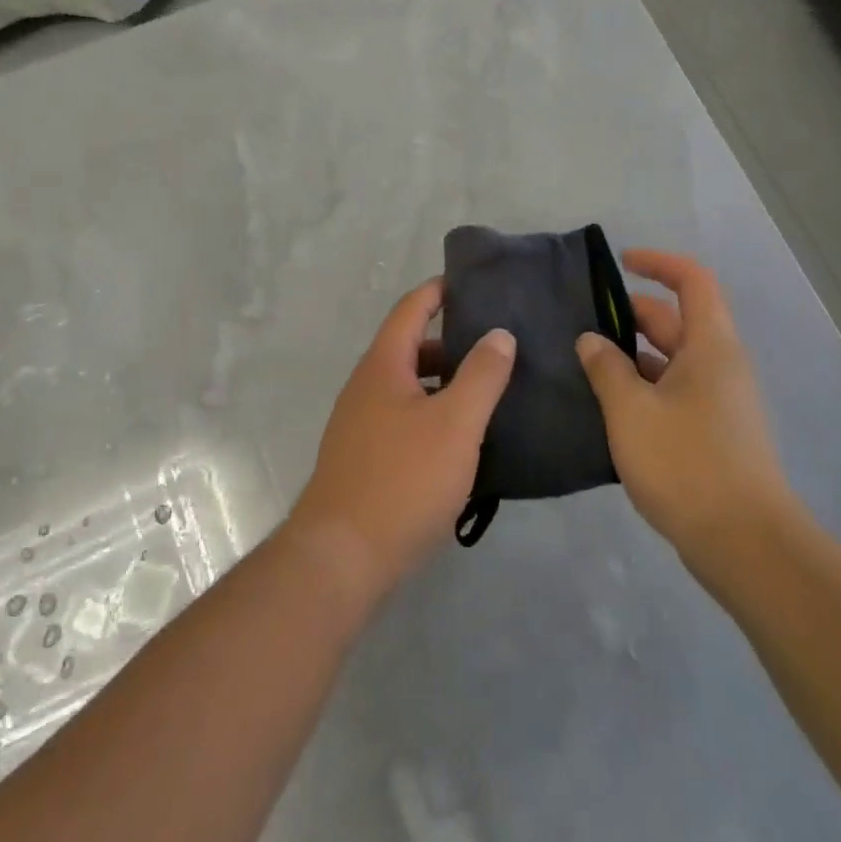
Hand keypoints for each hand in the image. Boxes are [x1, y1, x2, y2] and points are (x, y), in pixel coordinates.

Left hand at [289, 280, 515, 599]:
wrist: (341, 558)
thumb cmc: (403, 480)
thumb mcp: (455, 424)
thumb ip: (481, 375)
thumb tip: (499, 333)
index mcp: (383, 366)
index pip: (411, 309)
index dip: (439, 291)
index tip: (473, 283)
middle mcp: (365, 387)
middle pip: (410, 348)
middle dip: (451, 343)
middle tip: (497, 346)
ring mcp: (360, 425)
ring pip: (408, 388)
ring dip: (444, 384)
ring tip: (489, 393)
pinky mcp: (363, 459)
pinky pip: (403, 420)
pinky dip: (433, 416)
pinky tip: (462, 442)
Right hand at [575, 250, 792, 563]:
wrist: (745, 545)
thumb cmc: (686, 463)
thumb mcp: (631, 410)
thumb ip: (606, 368)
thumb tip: (591, 340)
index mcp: (710, 346)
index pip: (692, 281)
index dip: (658, 263)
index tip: (620, 263)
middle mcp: (720, 365)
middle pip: (676, 320)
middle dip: (630, 314)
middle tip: (581, 323)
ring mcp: (720, 401)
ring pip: (672, 359)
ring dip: (632, 355)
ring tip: (585, 363)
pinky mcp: (714, 433)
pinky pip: (675, 391)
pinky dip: (643, 387)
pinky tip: (609, 406)